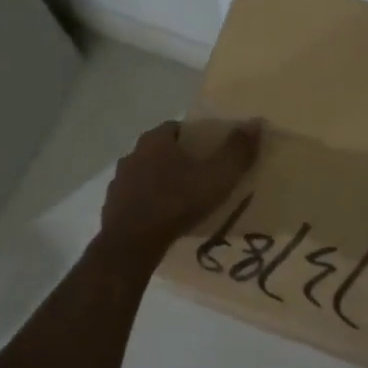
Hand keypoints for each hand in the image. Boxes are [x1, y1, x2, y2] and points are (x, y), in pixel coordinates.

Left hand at [99, 119, 261, 259]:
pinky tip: (163, 219)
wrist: (132, 244)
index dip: (195, 137)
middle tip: (200, 177)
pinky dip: (148, 204)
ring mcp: (119, 182)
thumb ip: (237, 151)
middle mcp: (133, 154)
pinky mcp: (112, 207)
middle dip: (179, 160)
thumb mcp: (216, 176)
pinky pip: (136, 199)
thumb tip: (255, 123)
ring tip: (182, 200)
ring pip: (146, 175)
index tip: (211, 152)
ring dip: (161, 183)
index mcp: (154, 140)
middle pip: (160, 151)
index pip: (177, 128)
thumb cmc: (177, 202)